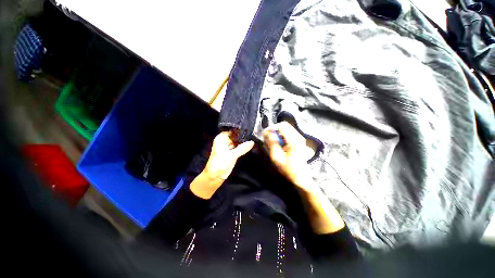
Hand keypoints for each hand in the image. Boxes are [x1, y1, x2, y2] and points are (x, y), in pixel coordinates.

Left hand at [190, 131, 253, 198]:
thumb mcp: (231, 156)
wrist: (215, 177)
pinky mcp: (233, 152)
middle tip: (255, 133)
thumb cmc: (219, 164)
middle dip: (244, 135)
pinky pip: (239, 147)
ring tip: (254, 137)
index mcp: (222, 138)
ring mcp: (229, 146)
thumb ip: (242, 148)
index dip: (240, 129)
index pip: (232, 130)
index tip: (250, 128)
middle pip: (236, 135)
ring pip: (238, 141)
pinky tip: (251, 144)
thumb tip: (252, 142)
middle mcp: (225, 140)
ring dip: (244, 141)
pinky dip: (244, 147)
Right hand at [264, 123, 343, 233]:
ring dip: (278, 133)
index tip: (265, 134)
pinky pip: (289, 133)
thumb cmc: (288, 169)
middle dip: (274, 129)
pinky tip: (278, 143)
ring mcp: (300, 138)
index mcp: (294, 141)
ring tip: (272, 140)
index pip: (282, 126)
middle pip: (285, 125)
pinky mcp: (299, 141)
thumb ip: (272, 143)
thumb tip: (267, 132)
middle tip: (268, 137)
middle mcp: (299, 137)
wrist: (300, 177)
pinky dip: (282, 135)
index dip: (272, 128)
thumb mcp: (277, 157)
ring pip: (287, 129)